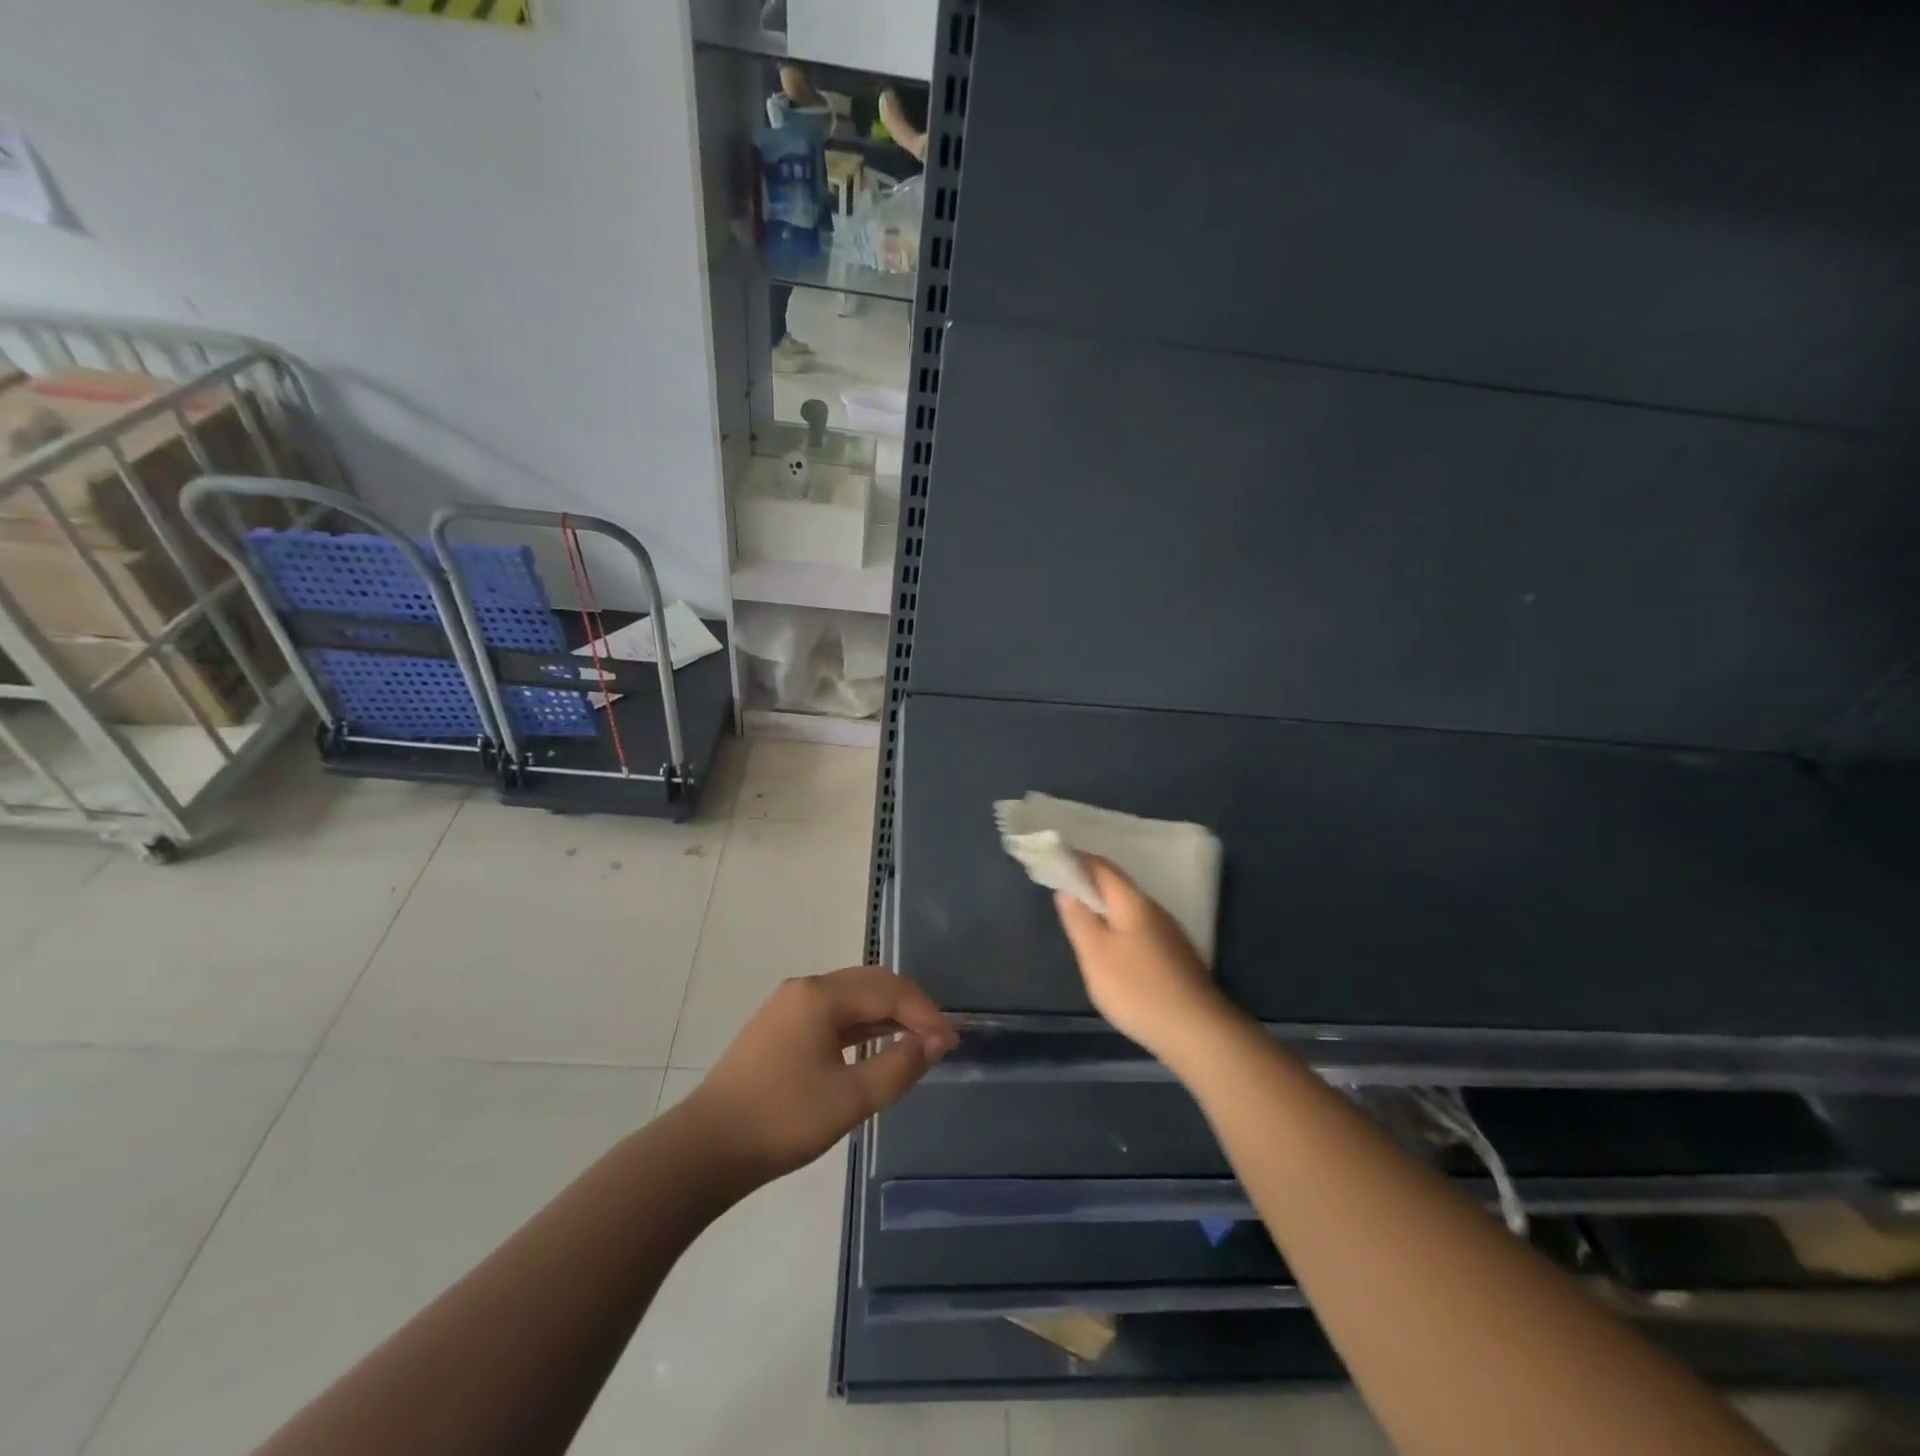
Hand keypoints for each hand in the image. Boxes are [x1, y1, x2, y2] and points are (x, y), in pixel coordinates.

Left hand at [689, 964, 956, 1185]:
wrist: (706, 1149)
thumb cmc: (783, 1119)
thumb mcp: (851, 1098)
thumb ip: (900, 1065)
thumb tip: (936, 1041)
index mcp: (822, 995)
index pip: (888, 989)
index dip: (925, 1013)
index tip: (951, 1044)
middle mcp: (806, 989)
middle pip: (870, 984)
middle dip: (908, 1007)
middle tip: (936, 1041)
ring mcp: (788, 1007)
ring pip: (850, 998)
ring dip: (885, 1016)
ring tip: (914, 1044)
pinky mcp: (779, 1028)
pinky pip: (831, 1014)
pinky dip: (860, 1026)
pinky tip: (873, 1048)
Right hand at [1055, 857, 1235, 1064]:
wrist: (1197, 1032)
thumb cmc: (1138, 989)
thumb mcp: (1096, 955)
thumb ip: (1079, 920)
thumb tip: (1067, 891)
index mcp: (1133, 902)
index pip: (1101, 867)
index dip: (1076, 860)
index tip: (1052, 862)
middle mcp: (1154, 910)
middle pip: (1117, 887)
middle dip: (1089, 885)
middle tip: (1061, 894)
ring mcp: (1169, 934)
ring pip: (1130, 911)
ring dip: (1105, 909)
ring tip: (1082, 922)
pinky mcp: (1176, 957)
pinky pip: (1140, 930)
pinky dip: (1119, 929)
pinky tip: (1113, 952)